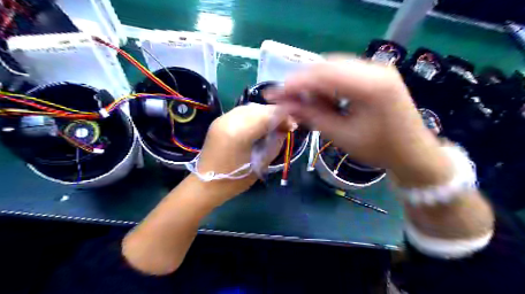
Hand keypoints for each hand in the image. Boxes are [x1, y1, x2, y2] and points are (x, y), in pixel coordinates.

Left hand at [194, 102, 288, 199]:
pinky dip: (253, 115)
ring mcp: (222, 118)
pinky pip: (241, 112)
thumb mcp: (261, 163)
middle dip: (275, 114)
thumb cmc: (235, 179)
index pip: (268, 114)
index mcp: (240, 132)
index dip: (284, 117)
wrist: (206, 184)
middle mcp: (230, 119)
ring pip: (250, 107)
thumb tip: (285, 127)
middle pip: (259, 108)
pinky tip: (258, 125)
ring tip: (272, 126)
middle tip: (284, 126)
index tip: (292, 126)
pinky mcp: (219, 120)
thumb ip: (275, 142)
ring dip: (264, 114)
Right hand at [267, 57, 450, 186]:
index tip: (275, 94)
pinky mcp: (376, 74)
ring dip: (314, 83)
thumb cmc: (379, 149)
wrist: (413, 153)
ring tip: (301, 101)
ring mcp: (377, 68)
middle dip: (303, 82)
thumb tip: (285, 105)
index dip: (296, 83)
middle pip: (327, 66)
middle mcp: (376, 68)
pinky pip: (343, 73)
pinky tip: (320, 98)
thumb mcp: (341, 135)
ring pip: (333, 67)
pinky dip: (327, 84)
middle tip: (286, 99)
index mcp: (371, 85)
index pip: (324, 74)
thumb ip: (312, 116)